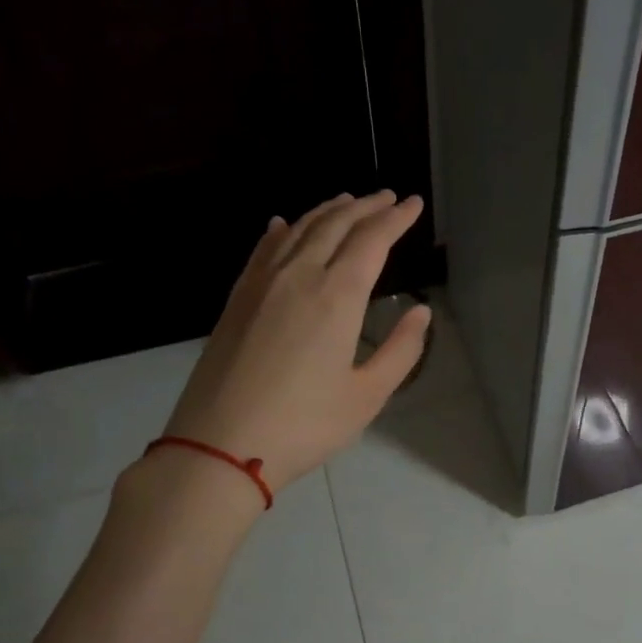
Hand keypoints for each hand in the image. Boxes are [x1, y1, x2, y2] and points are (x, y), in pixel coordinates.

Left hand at [162, 191, 429, 493]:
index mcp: (338, 297)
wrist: (219, 445)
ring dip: (328, 211)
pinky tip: (284, 224)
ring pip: (299, 230)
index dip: (395, 219)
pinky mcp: (237, 299)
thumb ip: (401, 351)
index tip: (413, 204)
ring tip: (348, 201)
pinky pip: (264, 249)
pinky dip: (282, 230)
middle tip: (388, 197)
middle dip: (366, 207)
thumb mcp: (367, 396)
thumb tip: (421, 312)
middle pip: (336, 225)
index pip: (373, 241)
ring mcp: (262, 284)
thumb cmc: (304, 425)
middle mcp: (300, 276)